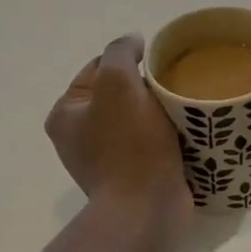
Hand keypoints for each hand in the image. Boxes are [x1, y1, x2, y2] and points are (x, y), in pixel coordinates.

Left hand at [46, 35, 189, 228]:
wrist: (147, 209)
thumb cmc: (128, 145)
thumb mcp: (118, 83)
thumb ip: (121, 52)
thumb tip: (133, 42)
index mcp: (65, 114)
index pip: (99, 67)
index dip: (130, 60)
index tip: (158, 65)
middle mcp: (79, 136)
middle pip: (120, 92)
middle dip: (147, 86)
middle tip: (174, 86)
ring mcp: (105, 158)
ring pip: (139, 116)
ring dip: (160, 110)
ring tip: (184, 108)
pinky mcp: (132, 175)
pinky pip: (151, 141)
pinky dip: (167, 133)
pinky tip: (185, 131)